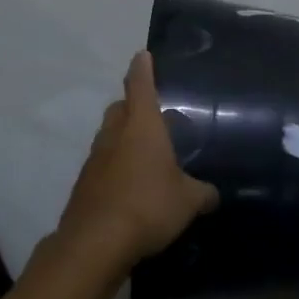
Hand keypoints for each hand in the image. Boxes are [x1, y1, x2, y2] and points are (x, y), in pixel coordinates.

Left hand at [54, 52, 217, 271]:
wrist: (95, 243)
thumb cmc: (148, 206)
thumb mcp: (188, 200)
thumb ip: (203, 193)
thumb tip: (213, 194)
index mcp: (142, 126)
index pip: (140, 85)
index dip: (143, 69)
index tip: (143, 55)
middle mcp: (115, 135)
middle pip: (120, 108)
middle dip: (132, 104)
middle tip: (152, 112)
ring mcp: (95, 160)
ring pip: (109, 136)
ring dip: (123, 136)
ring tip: (145, 152)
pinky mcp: (84, 185)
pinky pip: (103, 164)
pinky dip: (115, 166)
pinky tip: (131, 185)